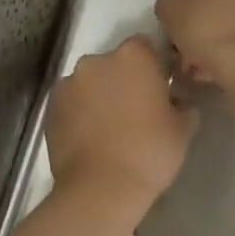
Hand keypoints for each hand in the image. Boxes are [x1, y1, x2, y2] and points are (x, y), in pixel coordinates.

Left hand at [45, 36, 197, 208]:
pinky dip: (81, 112)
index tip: (160, 89)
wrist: (100, 189)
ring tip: (111, 128)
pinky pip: (73, 102)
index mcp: (133, 56)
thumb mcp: (183, 128)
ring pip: (92, 83)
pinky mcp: (51, 107)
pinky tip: (92, 137)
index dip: (154, 66)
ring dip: (101, 96)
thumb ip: (183, 104)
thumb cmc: (149, 152)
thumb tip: (177, 101)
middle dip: (125, 80)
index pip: (146, 46)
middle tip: (137, 111)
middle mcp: (97, 60)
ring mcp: (69, 82)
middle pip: (115, 63)